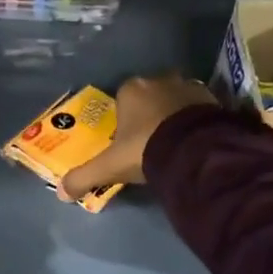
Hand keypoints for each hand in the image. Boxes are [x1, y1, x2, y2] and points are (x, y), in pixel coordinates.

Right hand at [58, 74, 218, 199]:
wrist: (194, 150)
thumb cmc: (145, 149)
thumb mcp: (110, 167)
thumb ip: (84, 177)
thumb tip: (60, 193)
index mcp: (131, 89)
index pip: (122, 98)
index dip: (123, 118)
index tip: (125, 140)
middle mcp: (159, 80)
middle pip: (150, 97)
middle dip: (149, 115)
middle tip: (149, 142)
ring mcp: (188, 87)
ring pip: (174, 101)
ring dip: (173, 116)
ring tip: (172, 144)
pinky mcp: (212, 99)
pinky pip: (197, 109)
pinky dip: (194, 122)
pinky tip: (192, 142)